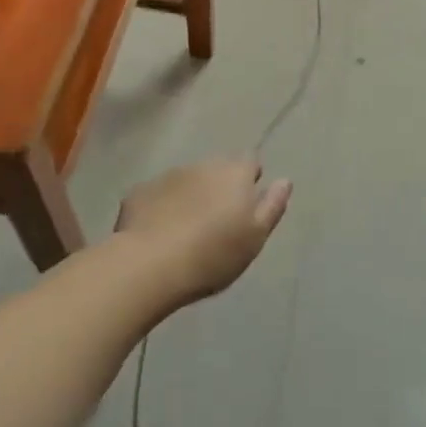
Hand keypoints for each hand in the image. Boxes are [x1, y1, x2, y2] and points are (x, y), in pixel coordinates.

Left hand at [115, 158, 290, 306]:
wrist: (150, 264)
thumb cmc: (213, 254)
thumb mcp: (255, 237)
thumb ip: (272, 206)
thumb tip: (285, 180)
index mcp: (234, 173)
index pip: (250, 162)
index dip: (250, 179)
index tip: (247, 205)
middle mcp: (202, 165)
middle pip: (217, 169)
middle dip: (219, 187)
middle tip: (217, 222)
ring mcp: (168, 176)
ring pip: (186, 181)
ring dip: (190, 196)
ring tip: (186, 231)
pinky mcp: (140, 192)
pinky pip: (158, 196)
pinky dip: (161, 208)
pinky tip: (158, 234)